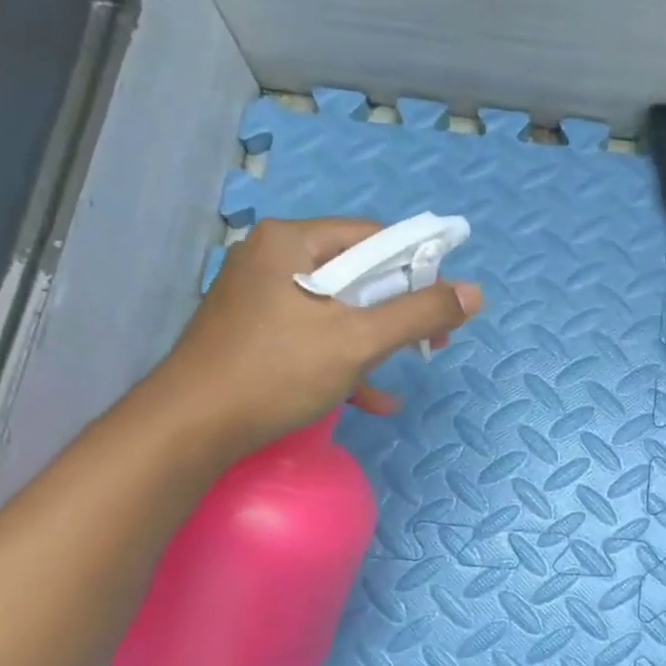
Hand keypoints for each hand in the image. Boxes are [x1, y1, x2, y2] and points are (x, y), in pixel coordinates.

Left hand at [150, 217, 482, 456]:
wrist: (190, 427)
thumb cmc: (276, 371)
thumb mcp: (359, 340)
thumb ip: (420, 313)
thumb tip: (475, 293)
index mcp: (293, 242)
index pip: (375, 238)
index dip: (418, 268)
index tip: (444, 308)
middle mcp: (275, 258)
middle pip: (359, 273)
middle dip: (401, 309)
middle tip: (432, 342)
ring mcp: (263, 297)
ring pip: (341, 308)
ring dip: (379, 339)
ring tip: (409, 366)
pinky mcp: (258, 333)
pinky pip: (316, 335)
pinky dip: (347, 360)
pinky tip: (374, 398)